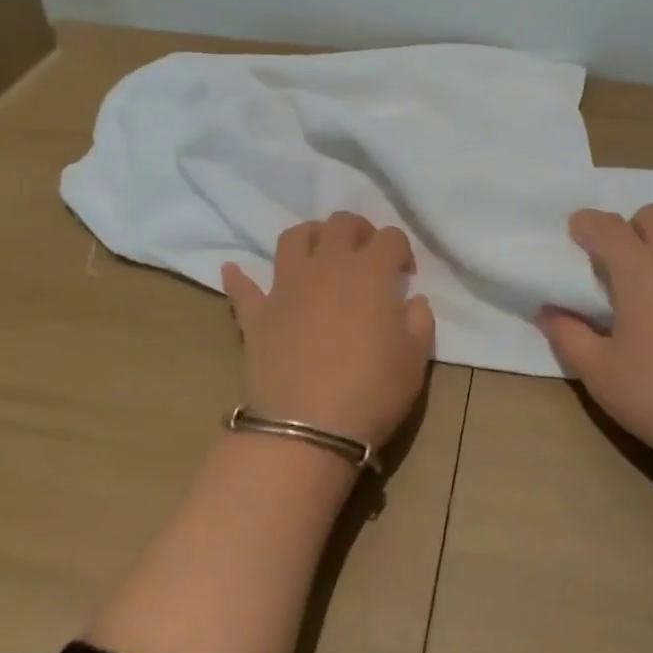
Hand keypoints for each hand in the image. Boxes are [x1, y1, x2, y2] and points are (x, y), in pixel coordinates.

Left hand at [223, 212, 435, 449]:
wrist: (308, 428)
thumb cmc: (372, 390)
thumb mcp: (415, 359)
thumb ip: (419, 320)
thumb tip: (413, 300)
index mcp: (369, 272)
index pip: (390, 237)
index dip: (402, 249)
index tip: (406, 275)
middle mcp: (326, 266)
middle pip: (341, 224)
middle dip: (358, 230)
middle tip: (366, 255)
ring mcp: (286, 286)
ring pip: (294, 238)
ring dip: (310, 236)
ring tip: (319, 252)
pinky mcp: (257, 314)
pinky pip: (242, 288)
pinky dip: (239, 277)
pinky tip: (232, 269)